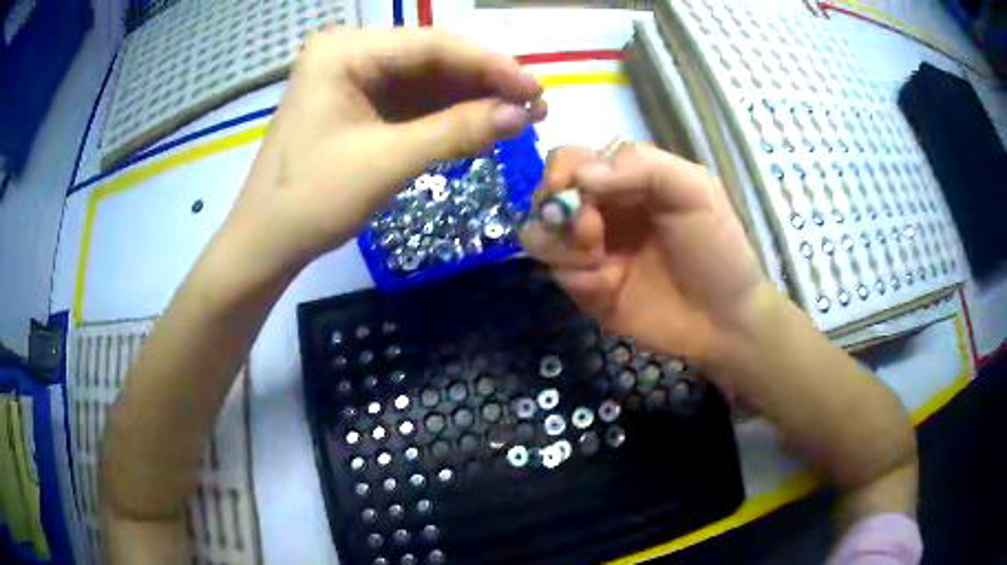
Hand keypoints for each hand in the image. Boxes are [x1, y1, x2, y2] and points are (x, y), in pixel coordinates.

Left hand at [225, 28, 546, 273]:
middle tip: (535, 104)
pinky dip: (446, 114)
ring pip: (425, 79)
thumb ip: (457, 131)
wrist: (266, 242)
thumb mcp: (387, 161)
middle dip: (484, 82)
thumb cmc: (311, 200)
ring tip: (520, 116)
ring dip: (471, 98)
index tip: (537, 88)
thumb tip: (523, 115)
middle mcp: (349, 53)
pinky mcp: (358, 104)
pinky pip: (411, 100)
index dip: (491, 66)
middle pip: (431, 58)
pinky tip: (481, 123)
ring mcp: (352, 78)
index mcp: (344, 51)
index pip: (432, 46)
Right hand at [521, 143, 767, 362]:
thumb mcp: (694, 190)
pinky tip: (606, 286)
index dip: (560, 170)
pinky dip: (574, 276)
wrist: (722, 319)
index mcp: (626, 179)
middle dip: (558, 211)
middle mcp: (602, 209)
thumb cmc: (716, 249)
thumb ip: (642, 165)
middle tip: (591, 233)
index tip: (564, 188)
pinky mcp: (586, 287)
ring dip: (561, 245)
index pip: (573, 160)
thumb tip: (580, 176)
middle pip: (547, 195)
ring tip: (598, 262)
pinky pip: (556, 273)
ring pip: (539, 233)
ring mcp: (591, 250)